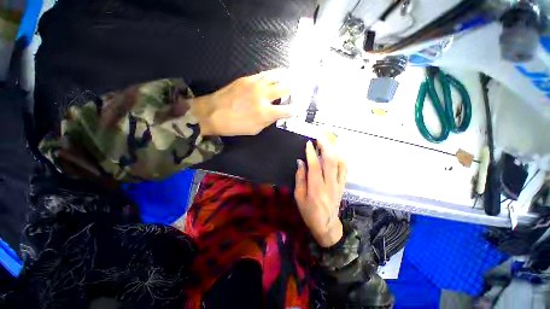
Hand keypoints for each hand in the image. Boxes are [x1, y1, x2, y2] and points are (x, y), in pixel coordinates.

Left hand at [191, 69, 291, 135]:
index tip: (300, 108)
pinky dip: (274, 75)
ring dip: (287, 77)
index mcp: (266, 112)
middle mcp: (264, 96)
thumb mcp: (255, 129)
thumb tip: (276, 114)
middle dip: (295, 88)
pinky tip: (276, 75)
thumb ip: (268, 121)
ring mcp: (256, 84)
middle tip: (299, 89)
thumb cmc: (234, 125)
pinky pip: (265, 74)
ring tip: (292, 77)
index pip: (288, 110)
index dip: (296, 109)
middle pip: (286, 88)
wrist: (212, 113)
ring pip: (277, 76)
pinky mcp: (247, 78)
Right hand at [295, 136, 347, 246]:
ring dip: (334, 150)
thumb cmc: (309, 212)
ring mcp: (338, 184)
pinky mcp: (342, 185)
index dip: (311, 153)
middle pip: (329, 161)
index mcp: (316, 187)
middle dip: (325, 146)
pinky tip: (337, 152)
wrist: (326, 225)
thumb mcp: (299, 197)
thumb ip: (300, 179)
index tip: (309, 142)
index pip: (314, 166)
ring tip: (329, 140)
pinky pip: (344, 169)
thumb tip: (300, 162)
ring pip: (339, 163)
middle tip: (320, 135)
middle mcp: (329, 183)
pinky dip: (341, 159)